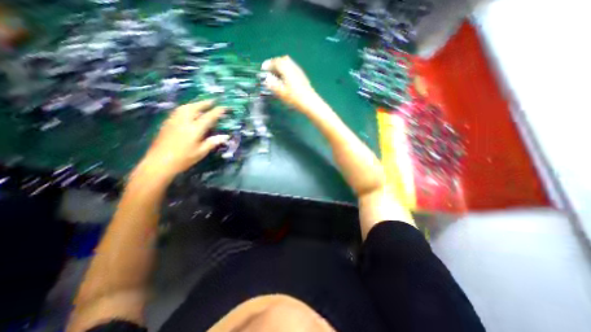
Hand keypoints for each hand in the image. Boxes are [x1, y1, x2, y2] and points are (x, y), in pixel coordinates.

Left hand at [139, 100, 228, 181]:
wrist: (159, 163)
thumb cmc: (183, 159)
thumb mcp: (201, 152)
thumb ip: (213, 142)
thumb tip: (225, 136)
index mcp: (195, 129)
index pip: (209, 116)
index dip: (218, 111)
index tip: (225, 107)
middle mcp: (184, 121)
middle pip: (195, 107)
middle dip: (205, 103)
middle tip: (213, 101)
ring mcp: (174, 121)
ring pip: (185, 107)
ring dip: (195, 104)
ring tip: (201, 105)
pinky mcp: (167, 123)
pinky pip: (178, 111)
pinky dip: (186, 108)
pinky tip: (188, 111)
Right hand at [260, 55, 321, 112]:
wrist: (310, 102)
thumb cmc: (294, 98)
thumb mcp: (281, 92)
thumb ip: (273, 84)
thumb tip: (267, 78)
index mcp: (287, 69)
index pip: (276, 62)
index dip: (268, 64)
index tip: (263, 68)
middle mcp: (293, 67)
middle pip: (283, 60)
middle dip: (275, 63)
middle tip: (269, 70)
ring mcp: (299, 71)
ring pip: (288, 64)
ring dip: (281, 66)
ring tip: (276, 75)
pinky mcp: (302, 76)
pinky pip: (292, 68)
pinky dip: (286, 70)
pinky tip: (285, 79)